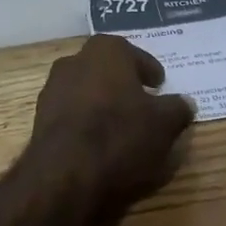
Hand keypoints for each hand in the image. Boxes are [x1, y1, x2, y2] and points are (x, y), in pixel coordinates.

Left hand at [31, 35, 194, 208]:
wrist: (65, 174)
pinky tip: (98, 142)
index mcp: (106, 51)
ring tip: (122, 126)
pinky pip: (72, 112)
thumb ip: (177, 108)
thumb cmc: (120, 136)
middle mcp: (75, 60)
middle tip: (142, 103)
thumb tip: (185, 102)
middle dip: (124, 83)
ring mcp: (53, 88)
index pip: (134, 54)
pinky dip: (86, 121)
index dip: (149, 70)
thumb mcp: (164, 124)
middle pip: (107, 69)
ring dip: (103, 102)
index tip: (159, 85)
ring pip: (87, 90)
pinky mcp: (40, 116)